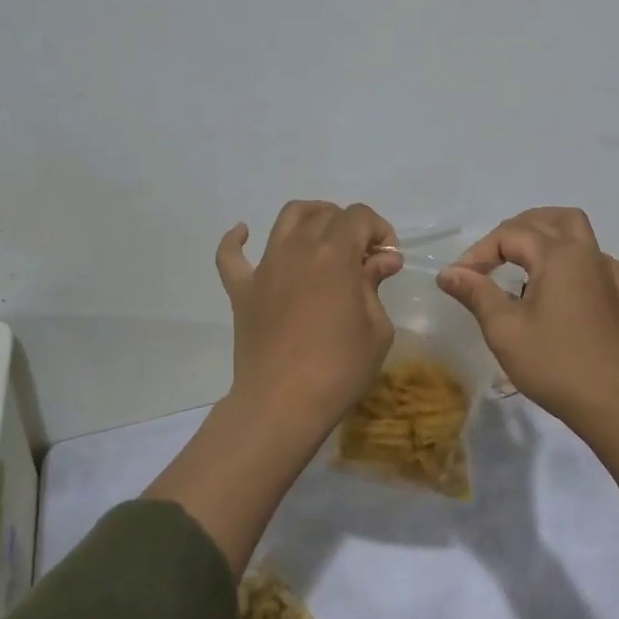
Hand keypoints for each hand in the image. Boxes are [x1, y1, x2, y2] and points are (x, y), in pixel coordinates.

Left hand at [216, 200, 404, 435]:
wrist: (282, 404)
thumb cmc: (339, 368)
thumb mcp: (377, 329)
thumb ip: (375, 285)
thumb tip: (383, 259)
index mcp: (335, 253)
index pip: (359, 216)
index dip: (379, 229)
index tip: (388, 257)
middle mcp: (298, 248)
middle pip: (325, 214)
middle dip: (350, 226)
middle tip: (362, 257)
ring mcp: (266, 266)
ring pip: (286, 219)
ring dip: (309, 218)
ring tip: (321, 237)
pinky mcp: (242, 289)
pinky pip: (230, 255)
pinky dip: (236, 239)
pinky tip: (243, 233)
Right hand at [437, 207, 618, 425]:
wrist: (610, 404)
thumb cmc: (554, 363)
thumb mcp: (504, 328)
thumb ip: (476, 293)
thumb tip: (448, 273)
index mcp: (558, 255)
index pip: (509, 236)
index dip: (478, 253)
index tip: (457, 280)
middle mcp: (584, 254)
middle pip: (547, 220)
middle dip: (513, 230)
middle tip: (488, 258)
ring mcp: (605, 273)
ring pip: (576, 230)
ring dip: (546, 232)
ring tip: (521, 254)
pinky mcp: (615, 296)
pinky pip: (597, 259)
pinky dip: (576, 257)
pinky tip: (564, 278)